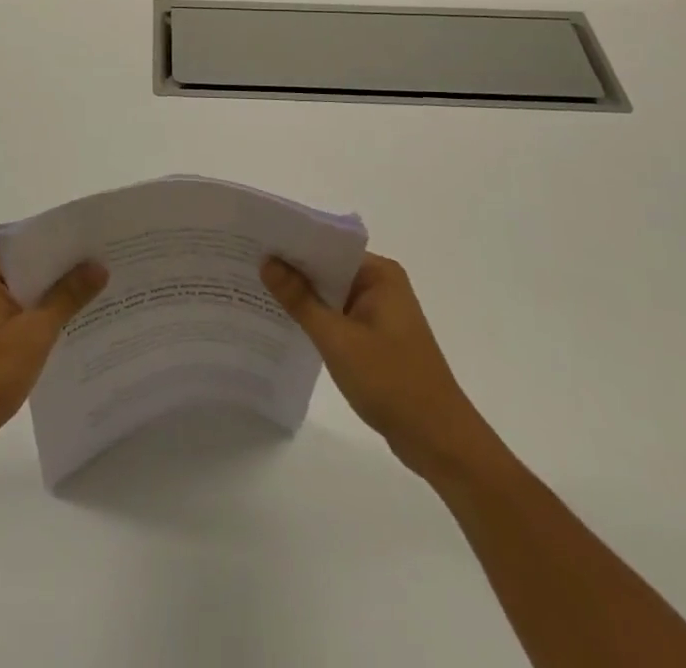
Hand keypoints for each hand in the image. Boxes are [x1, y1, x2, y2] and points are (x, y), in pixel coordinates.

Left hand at [0, 250, 107, 466]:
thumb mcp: (34, 333)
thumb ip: (67, 296)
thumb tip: (98, 265)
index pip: (33, 244)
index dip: (68, 245)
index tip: (103, 245)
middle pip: (33, 268)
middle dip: (68, 272)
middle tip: (111, 267)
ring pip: (30, 295)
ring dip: (59, 298)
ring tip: (104, 294)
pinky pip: (23, 316)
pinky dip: (45, 320)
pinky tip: (77, 327)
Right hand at [262, 252, 495, 479]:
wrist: (440, 443)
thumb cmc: (392, 382)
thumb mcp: (338, 339)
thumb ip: (300, 299)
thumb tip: (267, 261)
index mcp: (379, 274)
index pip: (327, 246)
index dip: (291, 244)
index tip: (254, 242)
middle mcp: (381, 285)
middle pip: (327, 268)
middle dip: (291, 270)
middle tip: (246, 264)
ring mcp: (379, 313)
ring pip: (330, 294)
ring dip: (302, 296)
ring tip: (255, 289)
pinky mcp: (376, 339)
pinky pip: (337, 317)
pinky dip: (315, 319)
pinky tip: (284, 323)